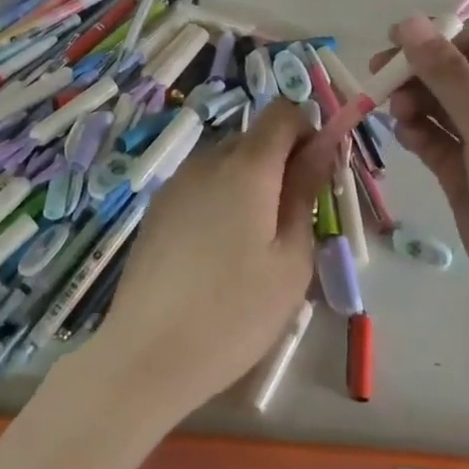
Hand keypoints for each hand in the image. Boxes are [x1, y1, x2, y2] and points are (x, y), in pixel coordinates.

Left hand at [88, 100, 336, 421]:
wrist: (146, 355)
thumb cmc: (234, 312)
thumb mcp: (290, 258)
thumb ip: (306, 191)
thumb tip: (322, 145)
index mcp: (247, 165)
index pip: (282, 112)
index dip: (308, 131)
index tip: (316, 176)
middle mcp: (208, 159)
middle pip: (254, 138)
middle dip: (280, 164)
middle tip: (291, 223)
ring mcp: (177, 182)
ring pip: (227, 163)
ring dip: (250, 185)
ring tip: (252, 246)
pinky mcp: (157, 208)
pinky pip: (202, 185)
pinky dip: (221, 201)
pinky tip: (217, 255)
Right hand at [381, 17, 468, 321]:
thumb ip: (445, 71)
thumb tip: (409, 21)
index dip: (438, 36)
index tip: (395, 43)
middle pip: (455, 72)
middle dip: (418, 71)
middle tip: (379, 78)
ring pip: (441, 105)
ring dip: (415, 102)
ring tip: (396, 114)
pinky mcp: (467, 175)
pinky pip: (436, 140)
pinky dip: (418, 134)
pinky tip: (405, 137)